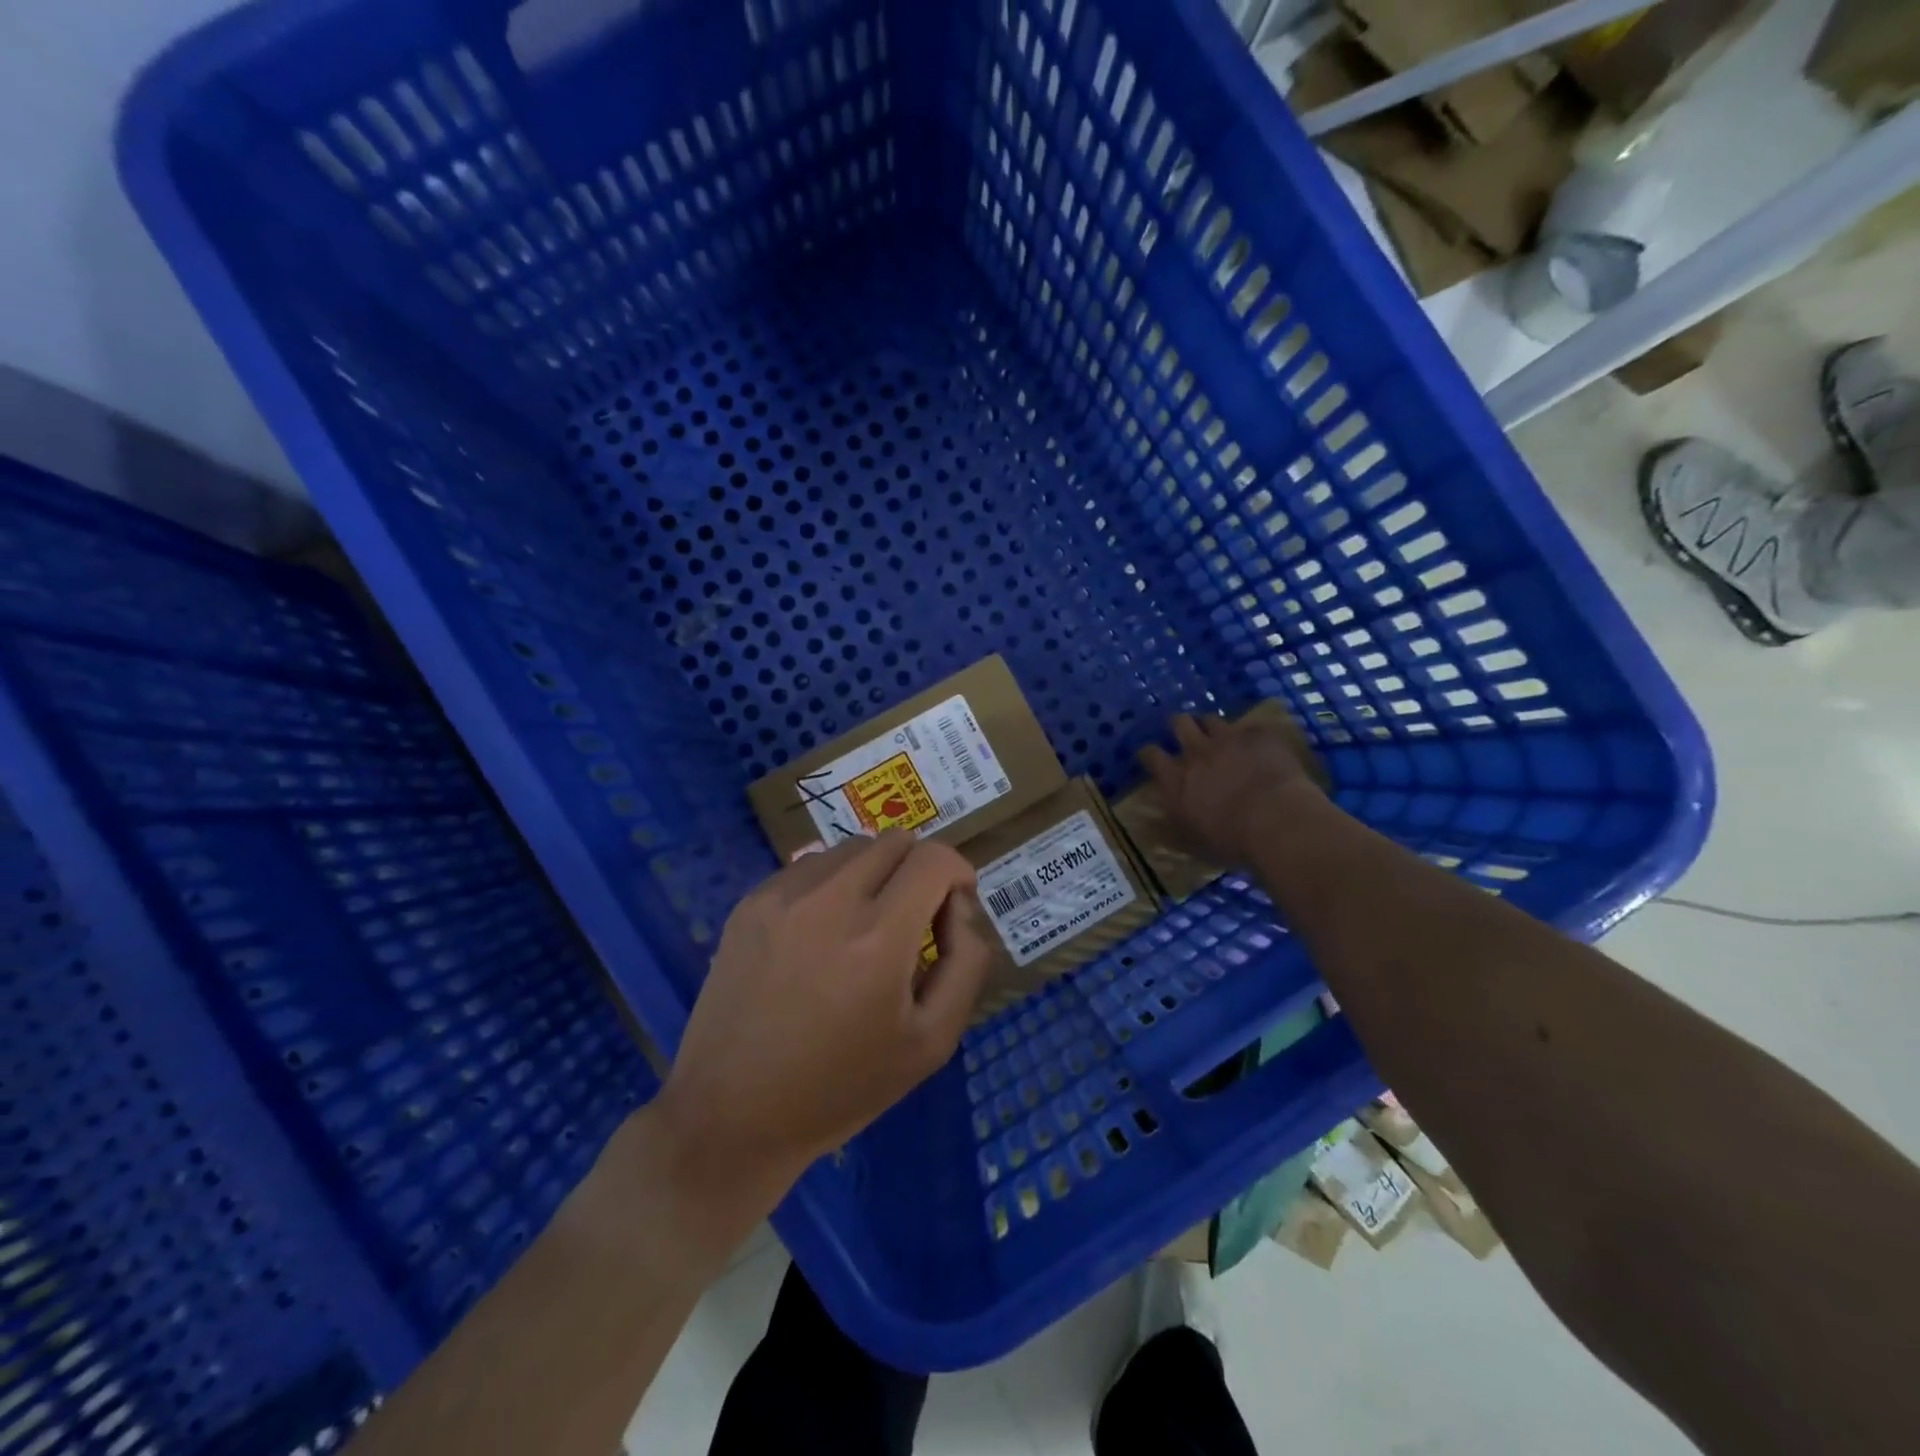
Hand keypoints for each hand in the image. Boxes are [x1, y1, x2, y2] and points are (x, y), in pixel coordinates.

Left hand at [655, 832, 995, 1214]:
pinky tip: (822, 933)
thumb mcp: (932, 1041)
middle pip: (895, 841)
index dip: (957, 873)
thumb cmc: (842, 1087)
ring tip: (865, 926)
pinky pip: (810, 865)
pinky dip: (833, 884)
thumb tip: (958, 906)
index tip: (952, 910)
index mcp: (878, 937)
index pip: (934, 858)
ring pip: (851, 847)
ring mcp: (782, 895)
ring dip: (874, 873)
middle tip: (913, 920)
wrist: (732, 1114)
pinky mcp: (750, 901)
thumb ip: (966, 962)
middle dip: (918, 870)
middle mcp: (829, 900)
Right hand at [1138, 712, 1323, 868]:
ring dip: (1212, 727)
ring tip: (1220, 736)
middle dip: (1179, 725)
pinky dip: (1252, 736)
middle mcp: (1198, 751)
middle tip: (1185, 733)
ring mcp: (1230, 739)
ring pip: (1213, 720)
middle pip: (1180, 723)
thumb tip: (1154, 823)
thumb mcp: (1191, 841)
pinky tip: (1260, 746)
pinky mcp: (1261, 736)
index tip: (1150, 755)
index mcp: (1176, 779)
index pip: (1151, 755)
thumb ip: (1172, 826)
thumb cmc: (1230, 840)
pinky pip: (1252, 728)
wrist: (1278, 821)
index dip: (1149, 753)